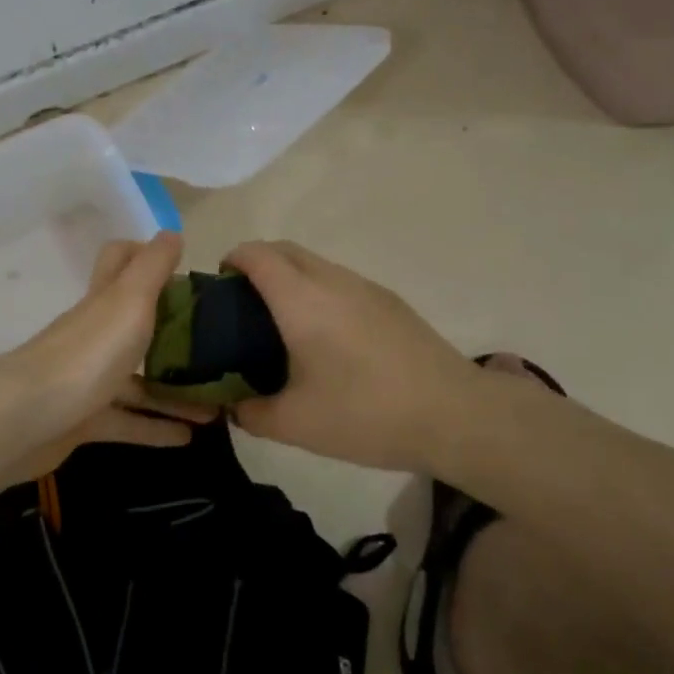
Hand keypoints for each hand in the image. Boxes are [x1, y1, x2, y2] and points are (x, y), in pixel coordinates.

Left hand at [0, 232, 213, 484]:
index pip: (119, 260)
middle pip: (135, 323)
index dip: (146, 255)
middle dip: (172, 332)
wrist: (25, 420)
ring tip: (215, 405)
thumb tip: (172, 233)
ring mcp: (87, 378)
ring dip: (174, 390)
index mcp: (105, 300)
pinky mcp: (84, 420)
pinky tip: (188, 437)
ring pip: (137, 380)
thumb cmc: (87, 353)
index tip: (184, 270)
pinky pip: (127, 422)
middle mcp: (95, 334)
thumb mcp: (129, 301)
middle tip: (215, 345)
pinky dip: (156, 428)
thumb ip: (152, 267)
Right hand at [221, 241, 483, 471]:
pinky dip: (319, 292)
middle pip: (284, 249)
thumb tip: (234, 407)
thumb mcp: (296, 424)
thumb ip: (251, 413)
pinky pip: (340, 281)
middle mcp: (331, 280)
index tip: (219, 288)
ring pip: (315, 264)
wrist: (455, 415)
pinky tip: (328, 339)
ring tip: (283, 325)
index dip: (231, 260)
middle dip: (257, 264)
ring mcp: (366, 287)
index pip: (256, 254)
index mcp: (301, 299)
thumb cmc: (366, 413)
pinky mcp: (390, 301)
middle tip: (244, 307)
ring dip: (290, 278)